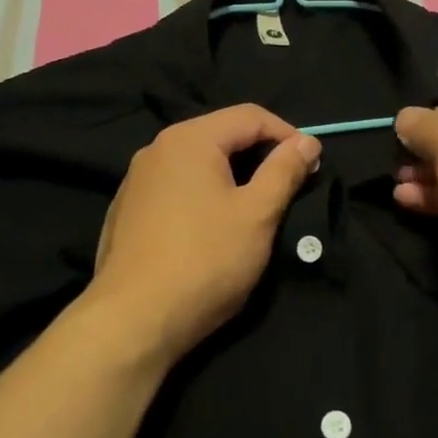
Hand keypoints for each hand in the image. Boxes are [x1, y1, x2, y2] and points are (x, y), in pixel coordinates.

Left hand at [85, 106, 319, 366]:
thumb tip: (307, 142)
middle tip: (288, 186)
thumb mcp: (258, 215)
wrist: (133, 321)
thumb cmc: (205, 261)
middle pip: (221, 136)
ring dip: (231, 176)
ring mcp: (136, 180)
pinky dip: (202, 195)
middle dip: (259, 155)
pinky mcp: (126, 211)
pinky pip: (175, 187)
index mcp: (190, 139)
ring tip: (254, 208)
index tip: (311, 165)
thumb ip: (284, 171)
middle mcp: (157, 149)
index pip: (250, 116)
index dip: (287, 135)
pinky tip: (210, 228)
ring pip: (196, 163)